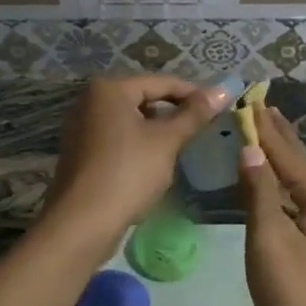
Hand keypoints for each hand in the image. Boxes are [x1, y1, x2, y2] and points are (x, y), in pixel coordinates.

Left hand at [43, 74, 225, 252]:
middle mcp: (91, 100)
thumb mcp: (166, 141)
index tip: (220, 107)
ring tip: (183, 145)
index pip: (162, 82)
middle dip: (174, 112)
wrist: (82, 223)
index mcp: (109, 89)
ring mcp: (83, 126)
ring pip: (132, 119)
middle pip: (144, 98)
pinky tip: (156, 162)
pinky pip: (118, 137)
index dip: (194, 93)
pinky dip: (139, 143)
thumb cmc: (127, 173)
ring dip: (158, 130)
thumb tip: (223, 90)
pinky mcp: (82, 151)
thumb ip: (194, 114)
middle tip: (204, 127)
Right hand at [238, 105, 305, 305]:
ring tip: (270, 138)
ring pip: (305, 184)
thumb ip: (260, 192)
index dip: (266, 129)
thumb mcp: (269, 240)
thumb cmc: (296, 297)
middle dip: (281, 138)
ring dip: (286, 160)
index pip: (288, 153)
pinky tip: (280, 187)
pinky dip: (288, 187)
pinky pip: (305, 203)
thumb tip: (252, 150)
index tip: (252, 102)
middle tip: (264, 109)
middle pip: (303, 163)